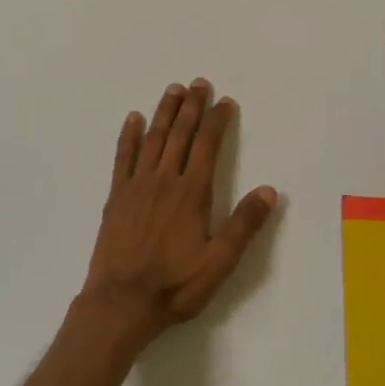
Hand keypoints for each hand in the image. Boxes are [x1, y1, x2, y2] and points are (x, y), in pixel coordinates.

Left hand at [78, 79, 278, 351]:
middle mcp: (164, 181)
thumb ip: (243, 225)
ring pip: (153, 139)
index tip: (225, 101)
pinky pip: (122, 158)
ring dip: (164, 113)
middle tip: (198, 83)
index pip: (207, 147)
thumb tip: (269, 190)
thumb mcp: (219, 263)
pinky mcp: (115, 197)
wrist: (121, 302)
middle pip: (180, 135)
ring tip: (172, 90)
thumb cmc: (174, 286)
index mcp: (192, 194)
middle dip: (191, 107)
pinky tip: (133, 119)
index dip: (217, 121)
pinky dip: (129, 136)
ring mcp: (136, 186)